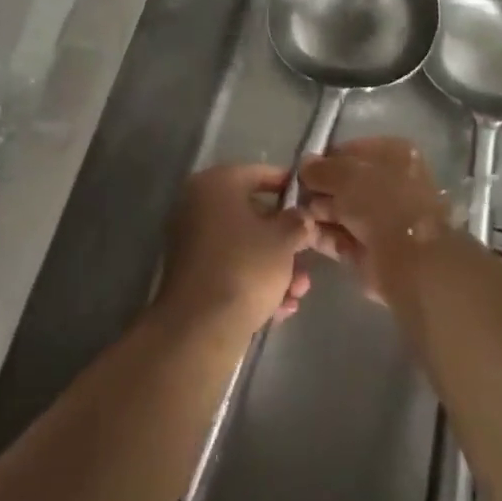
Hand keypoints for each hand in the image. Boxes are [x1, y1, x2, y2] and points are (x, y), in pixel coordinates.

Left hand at [157, 164, 315, 336]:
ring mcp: (191, 241)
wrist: (200, 327)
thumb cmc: (246, 266)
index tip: (311, 203)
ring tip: (298, 293)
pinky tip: (280, 308)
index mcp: (216, 184)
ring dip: (275, 267)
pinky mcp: (191, 274)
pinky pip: (230, 268)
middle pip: (252, 214)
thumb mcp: (284, 239)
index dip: (289, 187)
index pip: (259, 174)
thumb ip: (297, 222)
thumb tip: (301, 217)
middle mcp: (197, 205)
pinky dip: (254, 283)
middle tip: (308, 258)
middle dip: (285, 240)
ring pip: (244, 246)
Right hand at [300, 137, 450, 305]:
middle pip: (345, 182)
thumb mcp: (345, 174)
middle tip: (295, 195)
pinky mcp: (372, 249)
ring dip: (318, 212)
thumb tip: (304, 164)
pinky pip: (342, 237)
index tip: (302, 170)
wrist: (409, 260)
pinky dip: (323, 235)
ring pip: (342, 210)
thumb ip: (321, 168)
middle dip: (319, 189)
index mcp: (394, 155)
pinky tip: (303, 233)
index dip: (325, 159)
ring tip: (297, 215)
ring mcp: (383, 219)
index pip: (352, 151)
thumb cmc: (381, 203)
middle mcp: (391, 183)